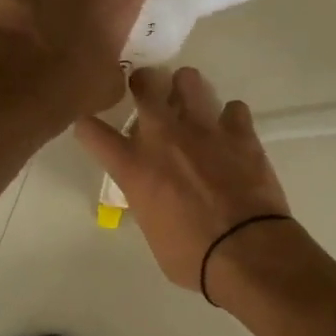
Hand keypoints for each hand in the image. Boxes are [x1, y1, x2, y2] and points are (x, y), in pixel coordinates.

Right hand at [75, 66, 290, 292]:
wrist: (246, 251)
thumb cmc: (192, 257)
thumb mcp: (152, 231)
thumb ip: (147, 200)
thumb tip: (155, 193)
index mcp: (134, 166)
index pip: (92, 130)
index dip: (88, 126)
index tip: (92, 128)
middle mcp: (164, 137)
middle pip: (144, 83)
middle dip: (142, 83)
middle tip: (146, 92)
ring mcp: (204, 129)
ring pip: (189, 79)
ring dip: (186, 89)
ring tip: (189, 104)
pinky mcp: (240, 132)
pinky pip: (233, 107)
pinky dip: (230, 118)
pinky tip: (231, 133)